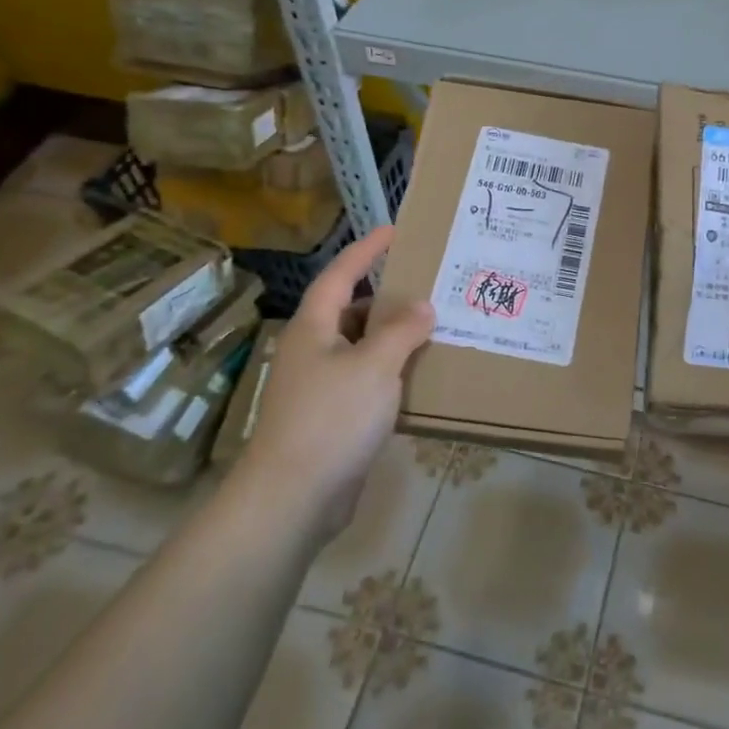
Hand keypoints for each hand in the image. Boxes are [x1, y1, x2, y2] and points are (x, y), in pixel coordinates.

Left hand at [242, 226, 434, 535]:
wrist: (293, 498)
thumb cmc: (331, 418)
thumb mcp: (374, 366)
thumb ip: (401, 331)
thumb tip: (423, 306)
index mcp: (314, 328)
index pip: (341, 275)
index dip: (365, 251)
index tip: (393, 231)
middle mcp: (313, 351)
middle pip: (352, 311)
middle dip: (388, 298)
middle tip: (429, 287)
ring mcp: (320, 387)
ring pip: (361, 349)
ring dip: (393, 339)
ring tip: (434, 330)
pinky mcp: (331, 419)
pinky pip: (366, 382)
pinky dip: (391, 374)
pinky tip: (419, 380)